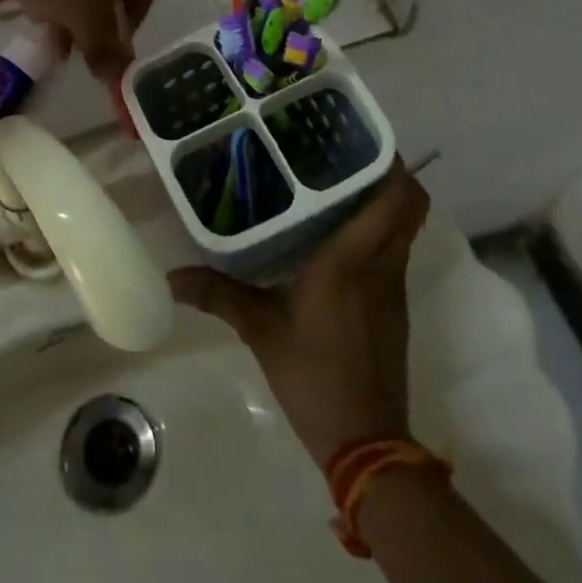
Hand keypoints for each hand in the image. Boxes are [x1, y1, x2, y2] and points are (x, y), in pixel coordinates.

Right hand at [170, 161, 429, 468]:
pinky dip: (380, 232)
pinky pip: (395, 252)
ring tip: (338, 184)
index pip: (397, 198)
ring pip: (405, 227)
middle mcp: (382, 264)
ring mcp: (395, 287)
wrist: (366, 443)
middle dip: (389, 173)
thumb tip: (170, 276)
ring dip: (385, 202)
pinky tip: (340, 235)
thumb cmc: (313, 375)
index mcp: (352, 258)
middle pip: (411, 204)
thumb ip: (218, 295)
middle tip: (345, 154)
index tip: (359, 138)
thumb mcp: (260, 330)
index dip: (391, 163)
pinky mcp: (396, 308)